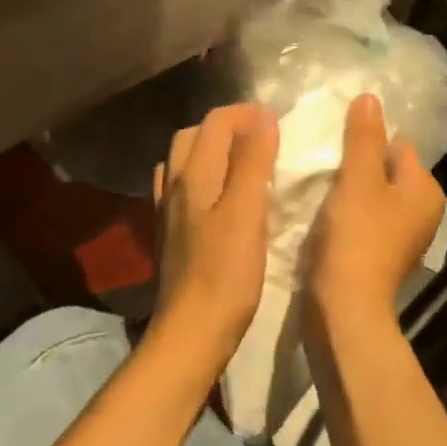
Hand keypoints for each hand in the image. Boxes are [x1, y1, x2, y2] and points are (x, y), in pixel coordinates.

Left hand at [152, 103, 279, 362]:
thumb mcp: (246, 212)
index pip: (215, 122)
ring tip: (244, 160)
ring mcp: (168, 211)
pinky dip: (203, 178)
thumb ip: (252, 161)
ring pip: (184, 162)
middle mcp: (174, 185)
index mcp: (193, 174)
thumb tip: (262, 117)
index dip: (246, 113)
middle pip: (194, 136)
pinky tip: (221, 196)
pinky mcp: (170, 234)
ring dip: (212, 150)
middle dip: (227, 126)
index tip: (279, 121)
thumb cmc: (225, 274)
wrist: (191, 332)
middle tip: (263, 136)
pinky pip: (183, 188)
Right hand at [305, 93, 445, 340]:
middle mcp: (421, 212)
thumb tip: (370, 97)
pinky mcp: (377, 255)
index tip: (333, 144)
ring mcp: (400, 236)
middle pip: (382, 170)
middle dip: (354, 165)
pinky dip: (343, 213)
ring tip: (316, 185)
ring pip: (369, 195)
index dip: (365, 141)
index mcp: (425, 190)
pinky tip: (321, 214)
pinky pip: (361, 219)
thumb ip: (363, 137)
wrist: (345, 308)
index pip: (396, 145)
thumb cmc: (357, 238)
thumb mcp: (358, 179)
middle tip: (321, 162)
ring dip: (345, 189)